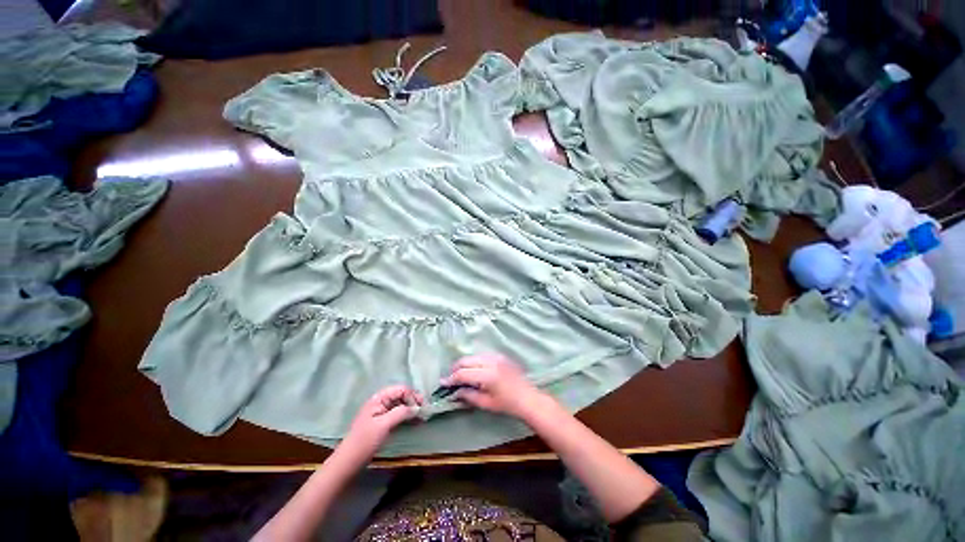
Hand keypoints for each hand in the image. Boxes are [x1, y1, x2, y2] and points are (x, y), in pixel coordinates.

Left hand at [341, 386, 422, 460]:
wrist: (349, 461)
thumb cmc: (365, 441)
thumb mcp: (383, 425)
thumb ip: (400, 413)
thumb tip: (416, 408)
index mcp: (379, 398)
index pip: (401, 390)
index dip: (412, 396)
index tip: (421, 407)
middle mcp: (381, 402)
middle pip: (402, 395)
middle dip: (414, 401)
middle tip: (424, 411)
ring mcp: (382, 412)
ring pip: (401, 404)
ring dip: (412, 409)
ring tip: (422, 416)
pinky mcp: (383, 422)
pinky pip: (398, 413)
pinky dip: (407, 416)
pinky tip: (414, 421)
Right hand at [441, 353, 545, 417]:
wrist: (527, 397)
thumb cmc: (507, 404)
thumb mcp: (486, 403)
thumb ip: (468, 395)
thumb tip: (454, 392)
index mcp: (488, 375)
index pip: (463, 373)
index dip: (452, 378)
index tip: (443, 383)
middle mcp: (491, 362)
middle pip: (466, 360)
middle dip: (456, 368)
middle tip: (451, 379)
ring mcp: (496, 356)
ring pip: (473, 356)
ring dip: (465, 364)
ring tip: (460, 375)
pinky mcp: (500, 355)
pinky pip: (482, 355)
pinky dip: (474, 361)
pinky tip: (473, 370)